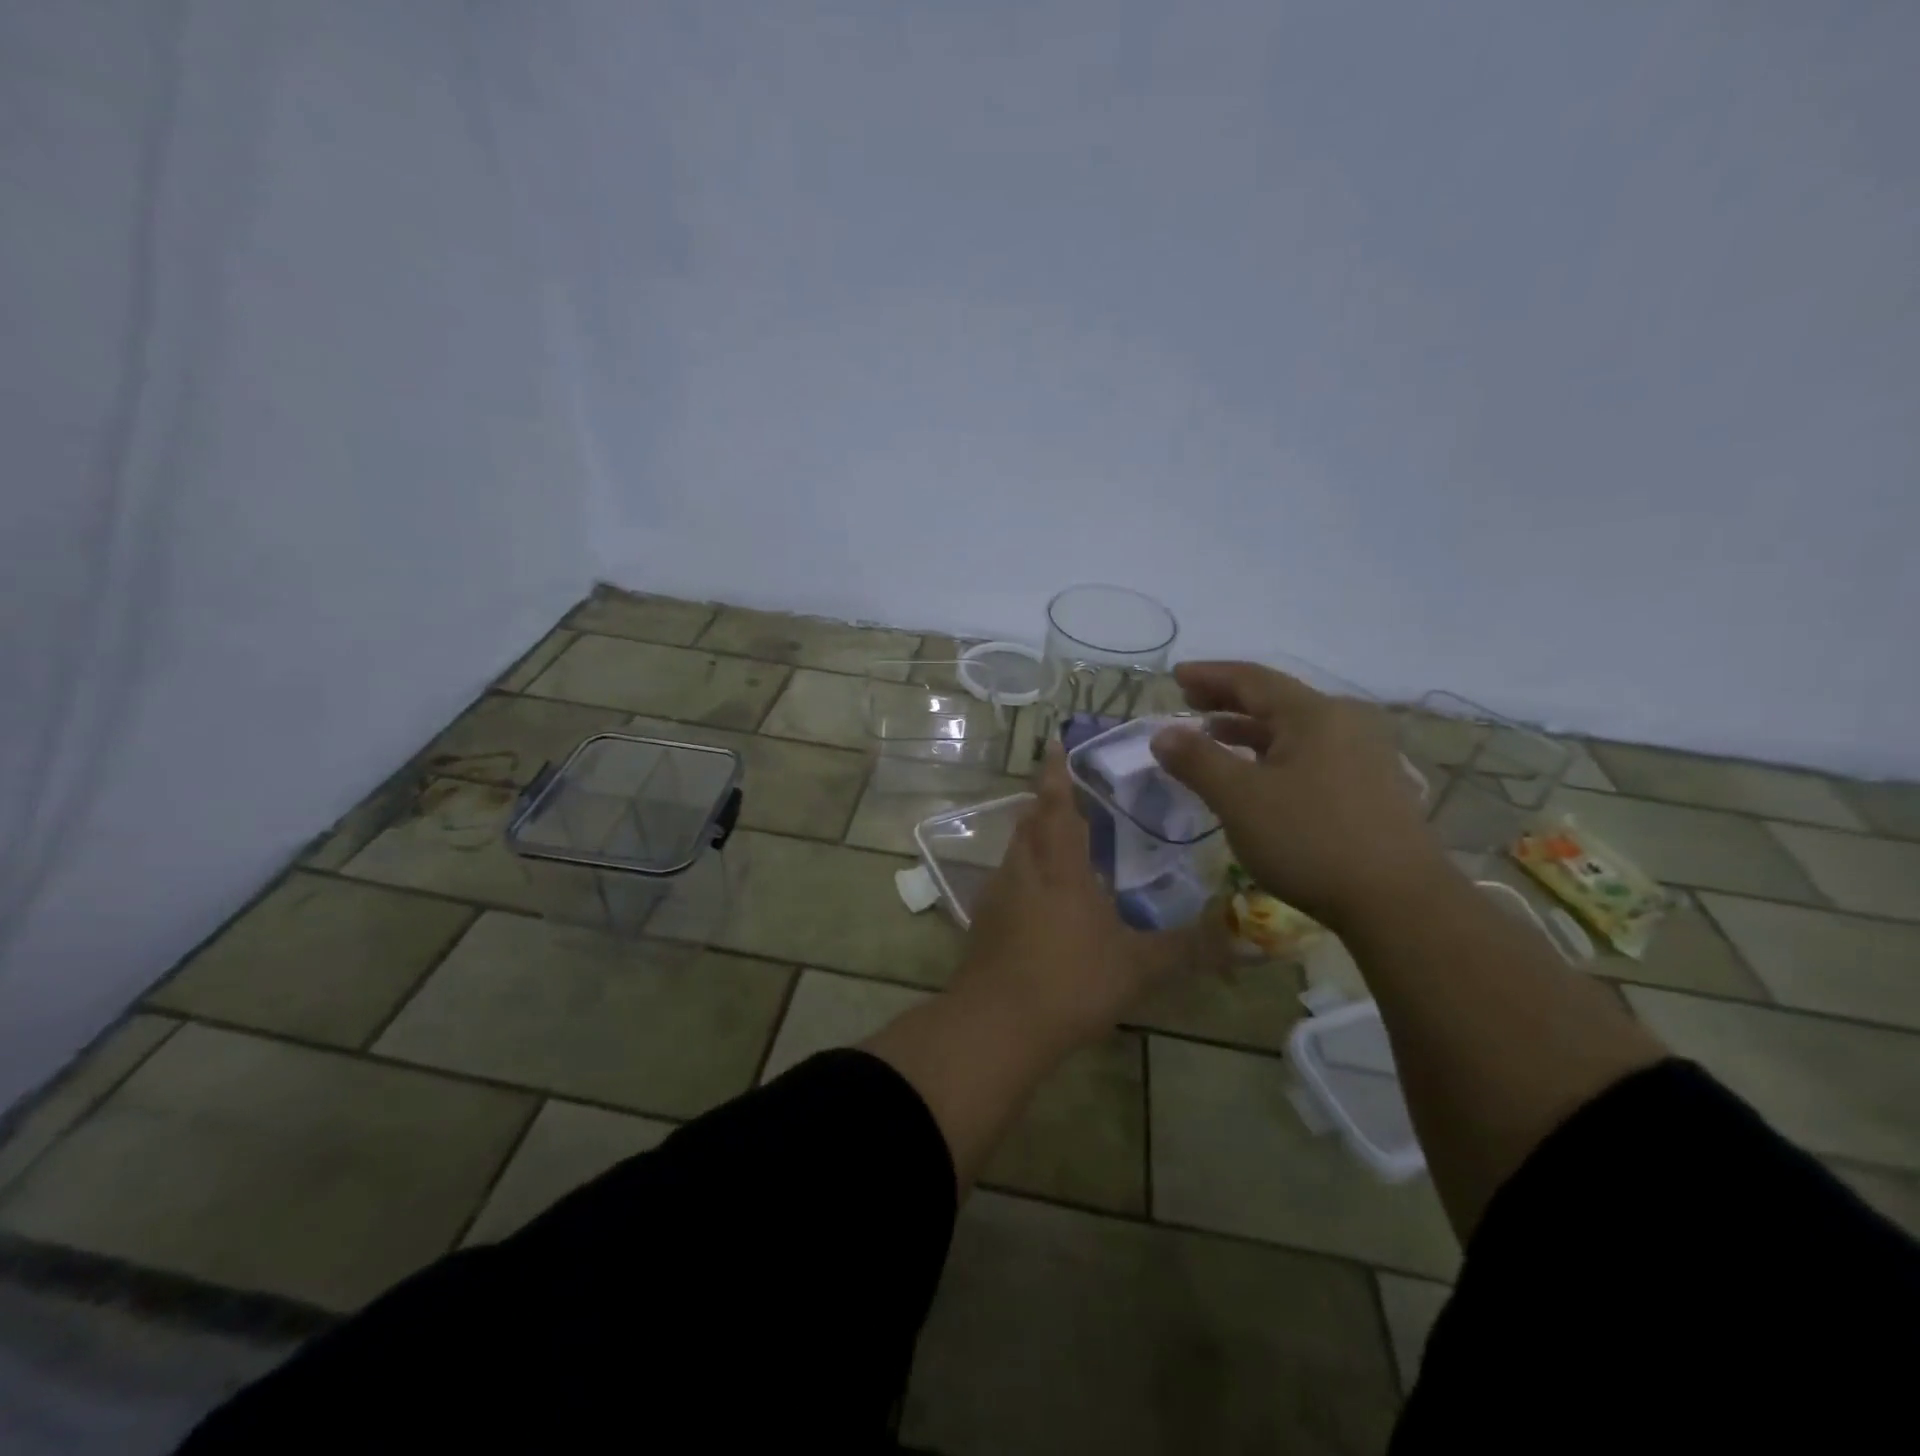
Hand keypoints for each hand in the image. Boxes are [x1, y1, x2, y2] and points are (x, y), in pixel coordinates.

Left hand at [956, 742, 1212, 1050]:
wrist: (996, 1025)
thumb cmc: (1070, 982)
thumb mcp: (1137, 967)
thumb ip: (1188, 949)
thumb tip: (1245, 938)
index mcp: (1059, 866)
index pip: (1056, 805)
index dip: (1055, 773)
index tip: (1054, 743)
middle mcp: (1023, 869)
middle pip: (1029, 822)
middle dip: (1045, 804)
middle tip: (1068, 795)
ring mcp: (997, 894)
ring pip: (1015, 851)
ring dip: (1032, 838)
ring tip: (1058, 842)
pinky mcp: (984, 921)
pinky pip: (1006, 881)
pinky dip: (1023, 873)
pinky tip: (1040, 898)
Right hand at [1149, 661, 1447, 930]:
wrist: (1400, 902)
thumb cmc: (1311, 840)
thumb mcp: (1240, 798)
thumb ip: (1197, 761)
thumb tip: (1162, 734)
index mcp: (1314, 714)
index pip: (1251, 679)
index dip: (1209, 675)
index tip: (1175, 675)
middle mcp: (1345, 722)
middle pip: (1276, 700)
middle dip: (1228, 699)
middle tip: (1189, 701)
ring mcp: (1365, 755)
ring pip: (1295, 730)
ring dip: (1250, 729)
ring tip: (1214, 736)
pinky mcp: (1373, 787)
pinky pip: (1312, 754)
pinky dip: (1275, 754)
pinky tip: (1260, 775)